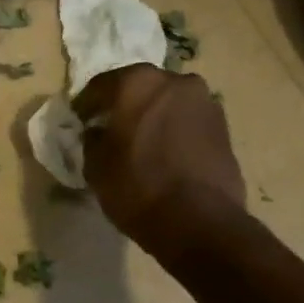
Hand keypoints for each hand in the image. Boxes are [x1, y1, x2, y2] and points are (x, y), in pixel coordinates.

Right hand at [73, 64, 247, 258]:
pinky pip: (188, 120)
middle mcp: (173, 81)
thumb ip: (92, 139)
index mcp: (136, 82)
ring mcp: (204, 101)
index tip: (80, 122)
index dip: (86, 105)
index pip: (100, 86)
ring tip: (141, 143)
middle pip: (139, 88)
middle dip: (123, 106)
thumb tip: (98, 131)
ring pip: (167, 103)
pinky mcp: (223, 125)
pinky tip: (165, 153)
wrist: (200, 221)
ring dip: (152, 116)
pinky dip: (174, 130)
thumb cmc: (137, 187)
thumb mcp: (96, 165)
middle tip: (110, 129)